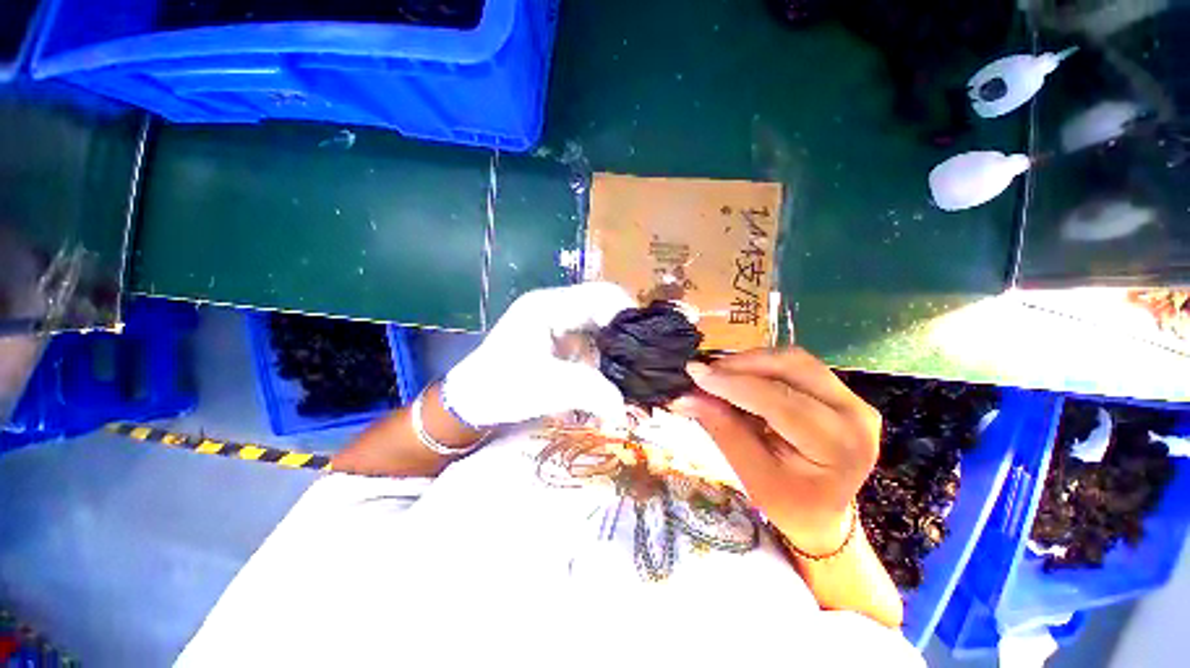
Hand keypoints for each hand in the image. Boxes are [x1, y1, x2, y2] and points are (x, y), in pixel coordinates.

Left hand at [442, 283, 634, 429]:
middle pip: (602, 307)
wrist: (470, 401)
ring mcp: (555, 321)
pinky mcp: (556, 337)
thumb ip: (589, 391)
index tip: (646, 340)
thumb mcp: (546, 388)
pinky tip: (609, 370)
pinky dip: (603, 352)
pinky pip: (589, 337)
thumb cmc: (501, 388)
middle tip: (642, 357)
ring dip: (614, 343)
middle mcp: (554, 306)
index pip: (600, 295)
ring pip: (598, 323)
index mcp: (549, 306)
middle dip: (624, 331)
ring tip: (630, 365)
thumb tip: (624, 407)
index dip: (628, 313)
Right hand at [672, 348, 881, 554]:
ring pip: (793, 359)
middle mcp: (855, 413)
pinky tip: (740, 379)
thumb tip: (685, 396)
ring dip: (750, 362)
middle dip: (741, 364)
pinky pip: (794, 366)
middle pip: (792, 366)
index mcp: (840, 445)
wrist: (823, 514)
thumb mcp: (752, 475)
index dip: (732, 383)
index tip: (695, 373)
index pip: (779, 400)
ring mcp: (850, 398)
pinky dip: (761, 367)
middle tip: (705, 372)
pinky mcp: (839, 391)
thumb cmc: (789, 504)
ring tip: (719, 375)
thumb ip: (722, 429)